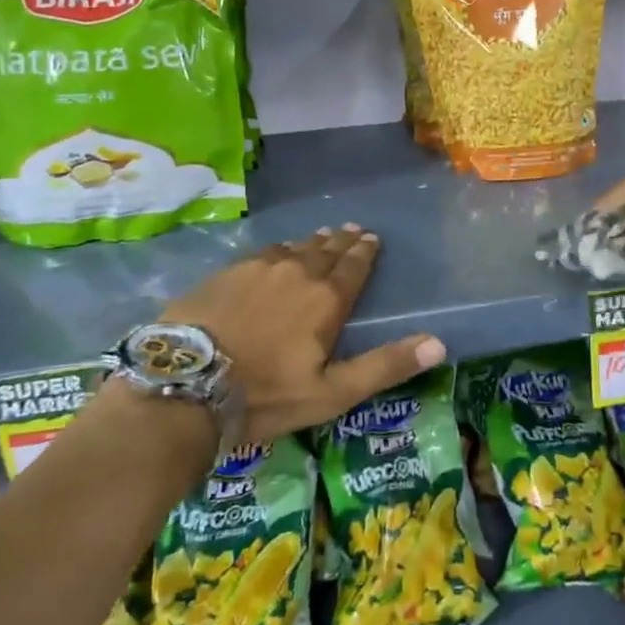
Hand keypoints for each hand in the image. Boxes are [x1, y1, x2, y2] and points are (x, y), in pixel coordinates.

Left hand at [161, 225, 445, 443]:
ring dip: (311, 242)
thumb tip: (439, 342)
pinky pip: (262, 252)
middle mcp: (297, 272)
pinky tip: (276, 252)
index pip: (354, 266)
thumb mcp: (332, 392)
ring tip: (321, 237)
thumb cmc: (266, 394)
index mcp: (326, 298)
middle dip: (342, 241)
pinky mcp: (226, 272)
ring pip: (293, 247)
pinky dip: (278, 250)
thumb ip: (384, 365)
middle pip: (325, 250)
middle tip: (352, 230)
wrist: (186, 383)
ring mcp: (258, 268)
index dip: (365, 252)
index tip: (372, 238)